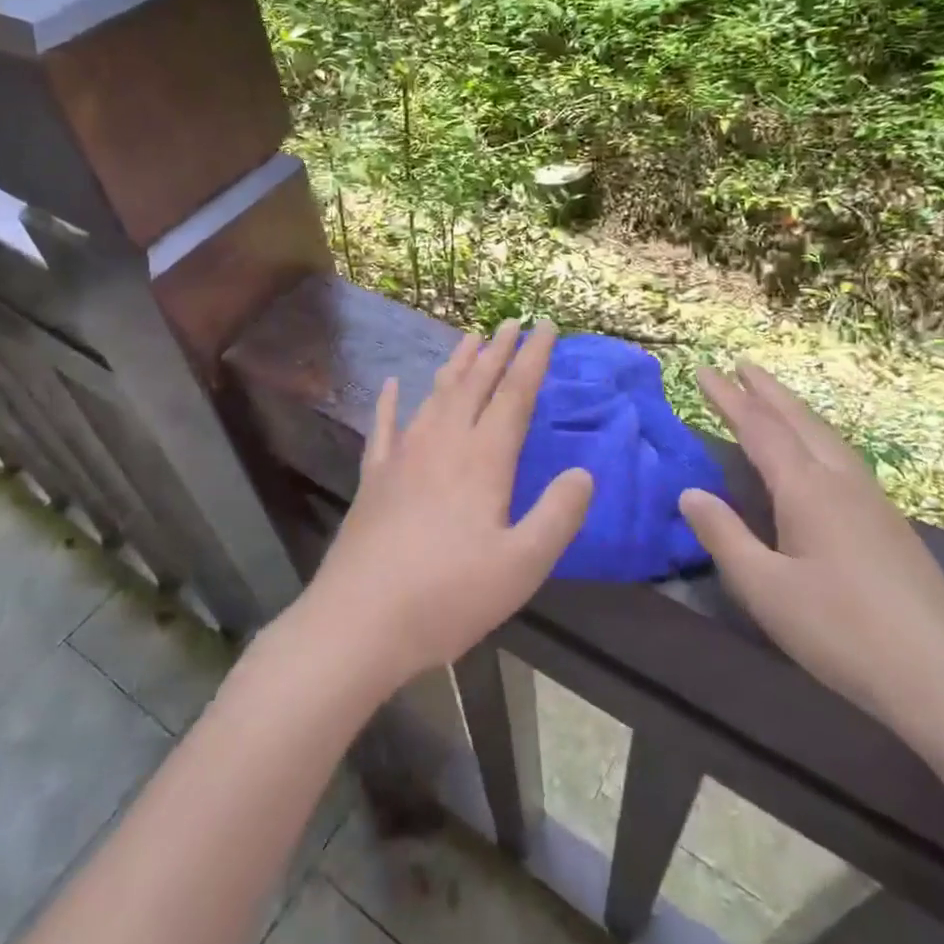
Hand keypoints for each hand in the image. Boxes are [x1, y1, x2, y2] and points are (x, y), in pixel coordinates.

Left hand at [298, 319, 593, 691]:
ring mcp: (402, 457)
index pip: (514, 396)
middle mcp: (442, 445)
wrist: (359, 620)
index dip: (533, 359)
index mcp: (482, 461)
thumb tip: (584, 473)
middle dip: (497, 351)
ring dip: (456, 365)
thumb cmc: (447, 597)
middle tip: (512, 322)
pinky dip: (390, 402)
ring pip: (435, 396)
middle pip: (475, 385)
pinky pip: (384, 427)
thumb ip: (557, 516)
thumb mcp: (521, 566)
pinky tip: (393, 385)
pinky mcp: (374, 478)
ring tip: (470, 339)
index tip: (546, 326)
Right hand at [679, 363, 943, 740]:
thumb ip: (724, 536)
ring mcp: (873, 501)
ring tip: (773, 397)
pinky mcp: (890, 525)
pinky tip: (818, 455)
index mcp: (807, 489)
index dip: (728, 398)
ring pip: (827, 436)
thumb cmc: (843, 632)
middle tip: (739, 364)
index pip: (759, 428)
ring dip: (795, 410)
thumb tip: (689, 492)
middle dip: (766, 391)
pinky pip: (843, 457)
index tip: (703, 371)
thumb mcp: (765, 589)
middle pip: (799, 420)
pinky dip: (816, 436)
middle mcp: (841, 482)